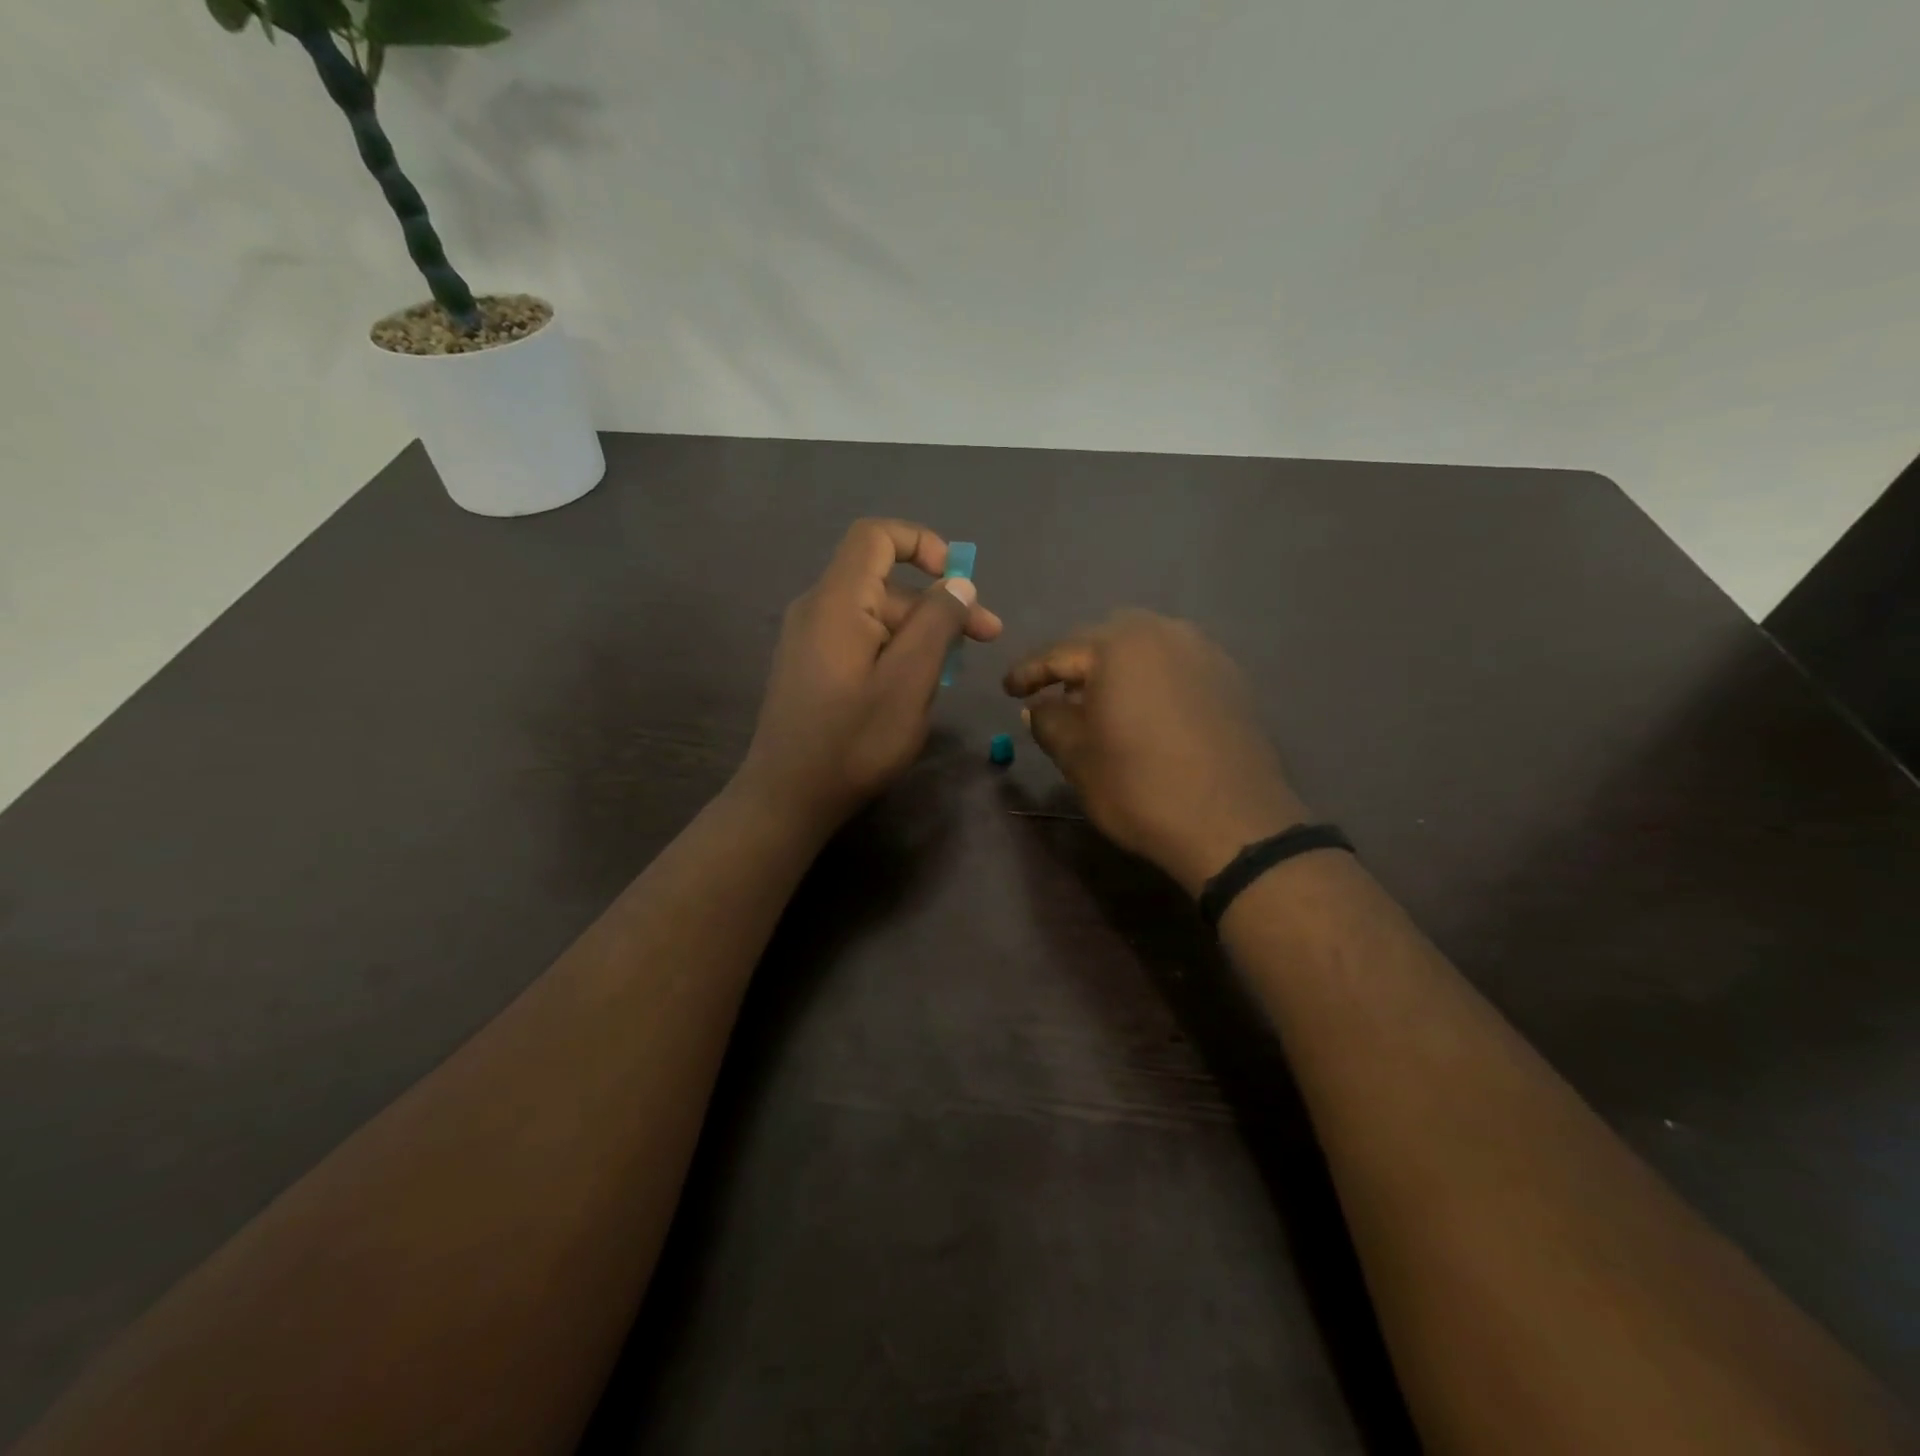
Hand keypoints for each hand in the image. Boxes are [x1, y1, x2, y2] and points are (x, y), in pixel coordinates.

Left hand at [736, 518, 1002, 835]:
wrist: (788, 797)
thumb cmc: (854, 740)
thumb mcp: (909, 681)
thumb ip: (936, 624)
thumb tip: (957, 583)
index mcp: (838, 601)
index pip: (875, 536)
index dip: (921, 543)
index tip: (957, 579)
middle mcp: (818, 609)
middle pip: (885, 583)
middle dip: (939, 603)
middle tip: (987, 637)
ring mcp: (810, 639)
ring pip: (876, 616)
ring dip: (921, 633)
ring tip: (954, 673)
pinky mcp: (811, 666)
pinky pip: (861, 641)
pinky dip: (895, 651)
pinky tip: (916, 687)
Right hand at [1004, 611, 1306, 894]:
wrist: (1233, 824)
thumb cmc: (1140, 788)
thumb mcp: (1078, 758)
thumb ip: (1049, 721)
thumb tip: (1037, 706)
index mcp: (1119, 646)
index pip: (1060, 653)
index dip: (1029, 673)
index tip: (1007, 690)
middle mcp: (1163, 634)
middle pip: (1104, 640)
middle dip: (1075, 664)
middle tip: (1054, 694)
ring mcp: (1203, 653)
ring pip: (1144, 649)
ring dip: (1115, 670)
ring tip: (1099, 703)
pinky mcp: (1229, 678)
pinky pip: (1175, 665)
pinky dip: (1150, 679)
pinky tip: (1144, 711)